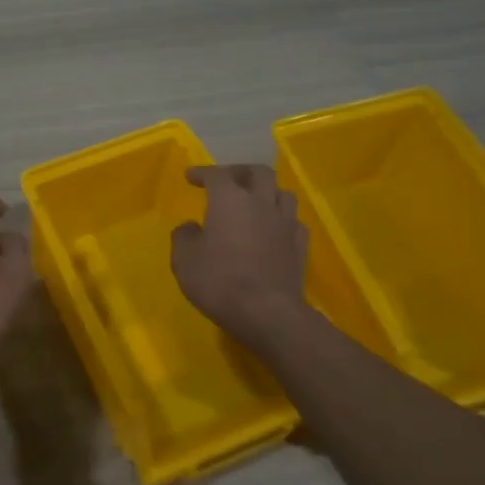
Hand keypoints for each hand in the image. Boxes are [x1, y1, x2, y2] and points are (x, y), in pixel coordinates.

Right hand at [171, 164, 311, 351]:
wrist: (267, 312)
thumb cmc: (219, 281)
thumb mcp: (184, 260)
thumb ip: (184, 236)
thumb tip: (191, 227)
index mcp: (230, 200)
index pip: (216, 174)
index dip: (202, 172)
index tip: (190, 176)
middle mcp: (261, 203)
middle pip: (259, 173)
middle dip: (241, 172)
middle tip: (227, 180)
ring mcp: (285, 224)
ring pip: (283, 193)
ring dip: (267, 192)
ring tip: (255, 202)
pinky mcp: (300, 246)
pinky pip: (294, 221)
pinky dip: (281, 219)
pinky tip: (273, 229)